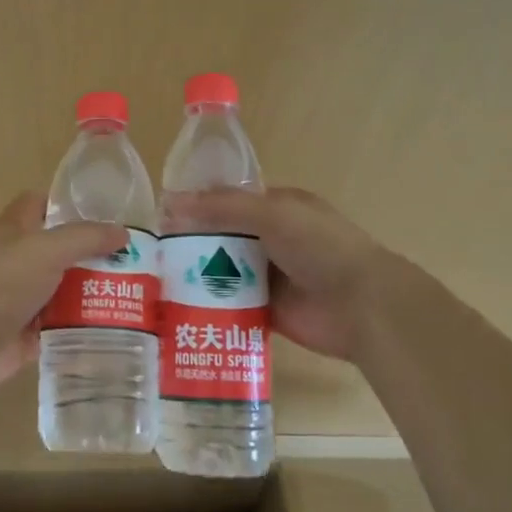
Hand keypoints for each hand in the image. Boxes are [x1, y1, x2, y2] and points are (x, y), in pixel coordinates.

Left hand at [0, 193, 126, 392]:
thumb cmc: (1, 282)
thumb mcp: (47, 249)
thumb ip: (85, 238)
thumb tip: (123, 233)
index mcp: (14, 230)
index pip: (39, 204)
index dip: (66, 204)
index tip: (105, 213)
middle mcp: (17, 261)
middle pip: (59, 251)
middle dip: (92, 255)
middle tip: (137, 261)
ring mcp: (21, 299)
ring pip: (63, 290)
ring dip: (93, 294)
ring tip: (138, 295)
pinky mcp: (27, 334)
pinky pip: (61, 327)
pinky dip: (83, 328)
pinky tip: (116, 328)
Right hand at [164, 187, 387, 362]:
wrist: (361, 305)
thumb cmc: (320, 247)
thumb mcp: (271, 213)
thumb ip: (222, 207)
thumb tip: (170, 203)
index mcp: (277, 208)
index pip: (228, 201)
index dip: (197, 205)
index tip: (160, 214)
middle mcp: (271, 239)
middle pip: (222, 237)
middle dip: (190, 242)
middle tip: (151, 251)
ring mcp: (268, 277)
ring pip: (223, 271)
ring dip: (196, 275)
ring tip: (155, 279)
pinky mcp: (265, 311)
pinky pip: (230, 304)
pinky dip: (209, 305)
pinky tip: (177, 307)